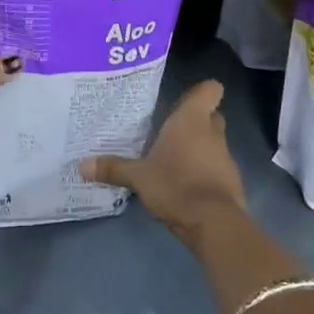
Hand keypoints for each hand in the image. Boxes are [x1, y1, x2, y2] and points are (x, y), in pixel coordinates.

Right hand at [81, 80, 246, 250]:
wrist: (214, 223)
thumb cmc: (176, 185)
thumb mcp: (138, 177)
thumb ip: (113, 168)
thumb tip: (81, 165)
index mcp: (192, 120)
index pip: (209, 90)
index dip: (202, 91)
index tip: (185, 99)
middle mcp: (212, 132)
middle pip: (212, 116)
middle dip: (197, 120)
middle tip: (172, 130)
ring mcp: (225, 157)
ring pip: (214, 142)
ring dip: (200, 148)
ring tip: (174, 159)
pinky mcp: (231, 182)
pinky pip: (217, 167)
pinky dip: (205, 171)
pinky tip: (186, 184)